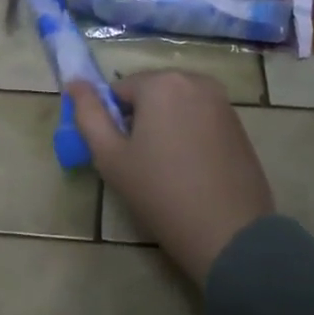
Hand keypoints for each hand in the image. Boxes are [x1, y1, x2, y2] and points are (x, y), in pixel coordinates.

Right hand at [66, 70, 272, 284]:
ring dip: (164, 127)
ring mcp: (222, 101)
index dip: (113, 122)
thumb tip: (74, 84)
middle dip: (140, 121)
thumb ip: (88, 115)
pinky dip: (188, 135)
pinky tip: (190, 170)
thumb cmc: (161, 193)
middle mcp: (196, 81)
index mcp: (162, 82)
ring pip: (175, 106)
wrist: (230, 234)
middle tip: (139, 164)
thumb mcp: (111, 157)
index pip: (119, 90)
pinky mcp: (239, 124)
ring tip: (165, 169)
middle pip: (150, 94)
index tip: (119, 155)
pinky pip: (199, 118)